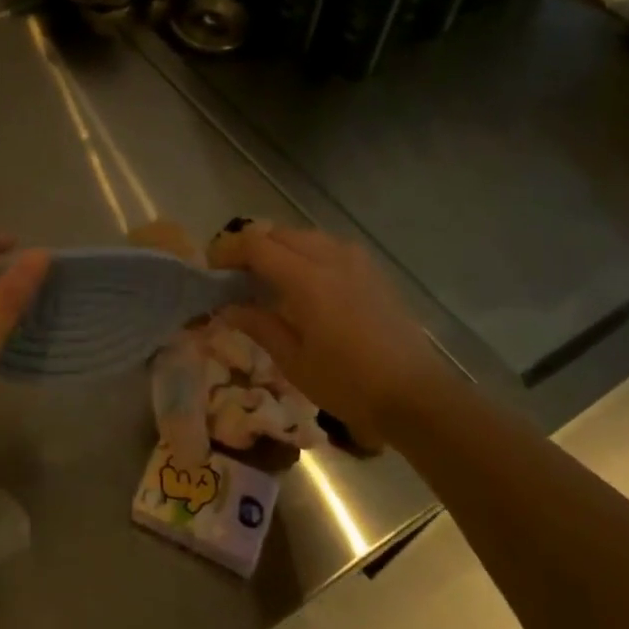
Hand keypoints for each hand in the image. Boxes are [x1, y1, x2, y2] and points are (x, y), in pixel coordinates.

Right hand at [211, 225, 455, 442]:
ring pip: (305, 237)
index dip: (228, 252)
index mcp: (308, 279)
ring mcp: (357, 261)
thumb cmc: (349, 383)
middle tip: (234, 276)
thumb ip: (258, 325)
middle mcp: (332, 258)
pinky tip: (303, 284)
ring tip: (266, 278)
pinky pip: (329, 247)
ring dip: (279, 248)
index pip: (256, 246)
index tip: (211, 270)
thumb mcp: (293, 361)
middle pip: (279, 234)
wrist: (417, 395)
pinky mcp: (373, 271)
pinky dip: (306, 254)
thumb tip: (225, 307)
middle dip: (251, 247)